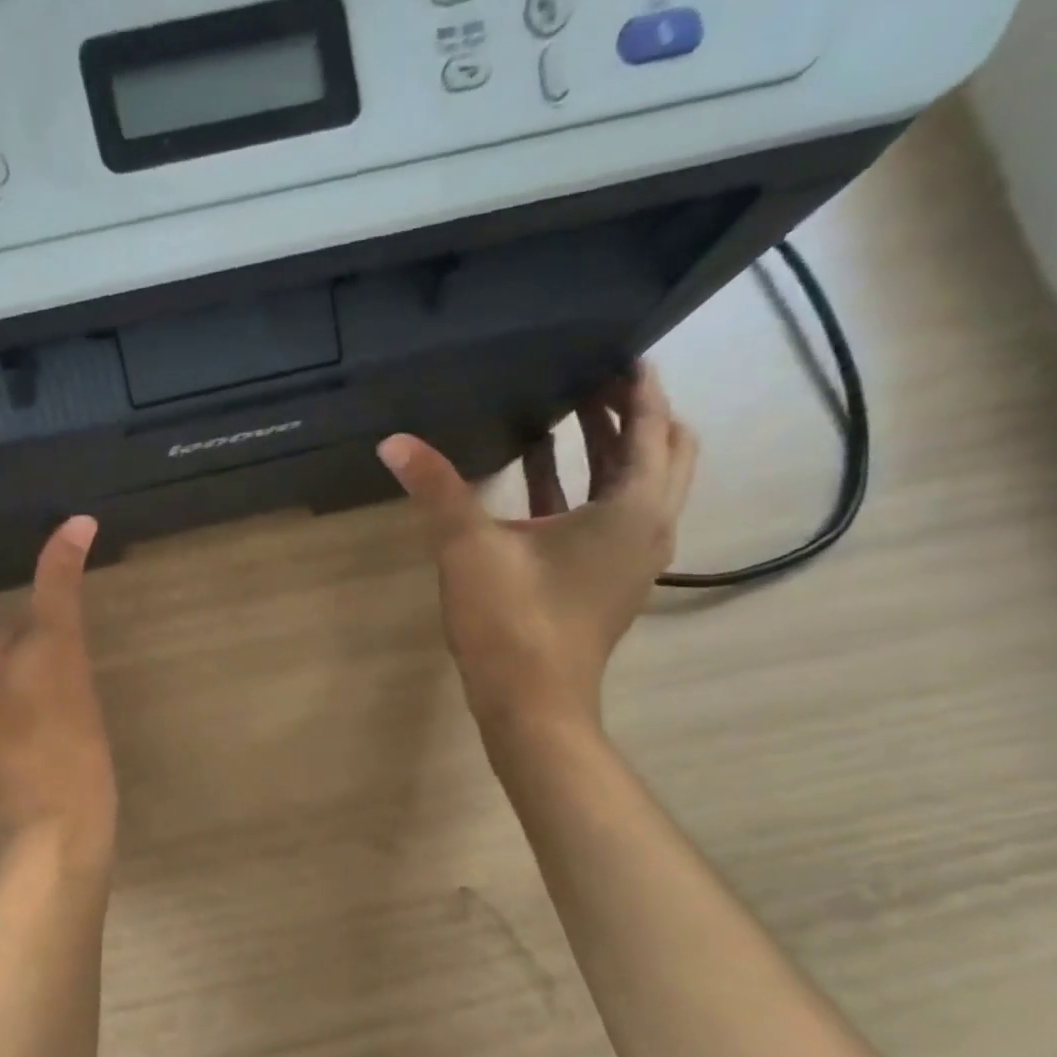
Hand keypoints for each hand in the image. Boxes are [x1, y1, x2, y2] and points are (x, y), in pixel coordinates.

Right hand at [376, 365, 697, 756]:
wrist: (532, 706)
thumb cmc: (512, 622)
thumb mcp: (468, 547)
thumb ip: (436, 488)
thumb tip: (393, 442)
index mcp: (632, 509)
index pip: (650, 427)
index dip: (637, 385)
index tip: (617, 350)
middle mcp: (649, 528)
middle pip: (663, 452)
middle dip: (633, 413)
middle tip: (593, 381)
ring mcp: (632, 560)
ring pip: (640, 487)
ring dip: (613, 450)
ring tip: (572, 416)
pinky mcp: (608, 582)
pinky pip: (613, 517)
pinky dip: (590, 489)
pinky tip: (543, 481)